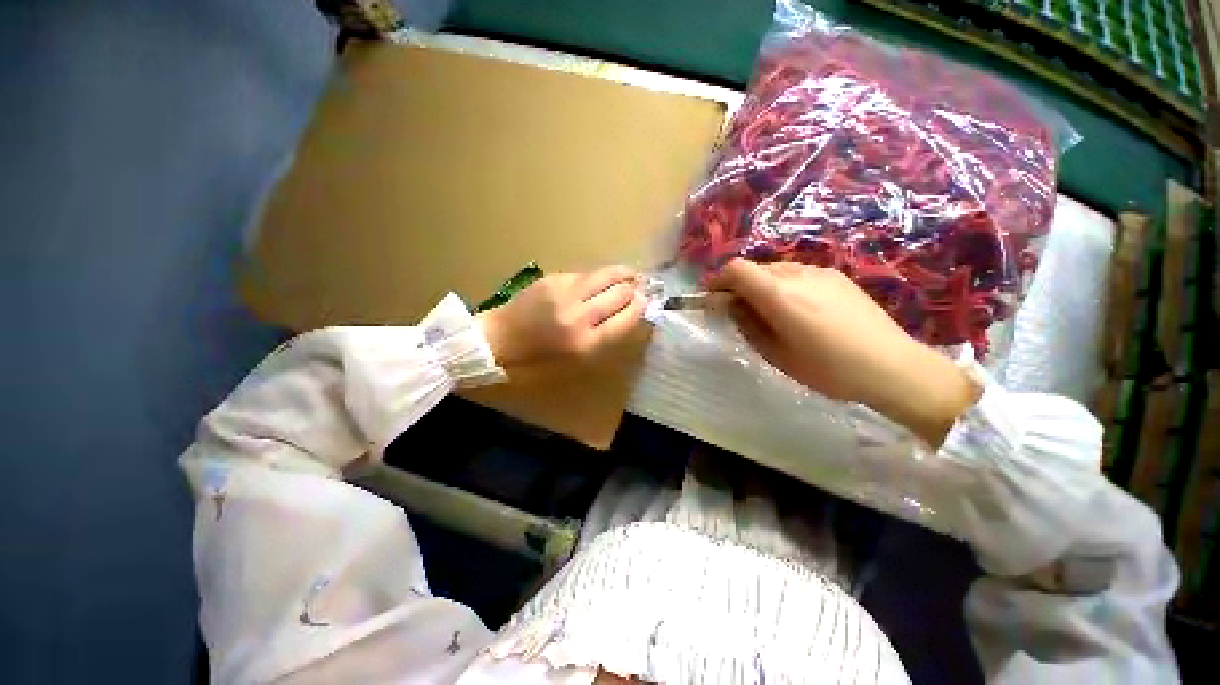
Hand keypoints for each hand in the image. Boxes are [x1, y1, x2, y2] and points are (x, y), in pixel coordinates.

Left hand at [478, 266, 646, 366]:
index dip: (640, 307)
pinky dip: (599, 276)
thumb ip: (605, 336)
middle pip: (620, 293)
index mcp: (586, 343)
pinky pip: (586, 274)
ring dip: (623, 274)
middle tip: (639, 288)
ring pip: (606, 275)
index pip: (627, 318)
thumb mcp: (577, 359)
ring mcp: (565, 293)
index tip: (645, 302)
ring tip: (630, 275)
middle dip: (635, 290)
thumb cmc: (540, 357)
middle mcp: (579, 316)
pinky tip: (601, 278)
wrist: (500, 339)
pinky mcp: (554, 279)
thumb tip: (629, 312)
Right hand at [708, 259, 978, 445]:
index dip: (719, 280)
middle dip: (740, 286)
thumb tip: (732, 306)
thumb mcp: (776, 354)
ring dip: (762, 286)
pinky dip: (784, 286)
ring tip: (771, 314)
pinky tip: (799, 310)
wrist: (892, 366)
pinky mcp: (837, 276)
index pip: (737, 269)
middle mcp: (798, 274)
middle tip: (740, 312)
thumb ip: (748, 325)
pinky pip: (798, 274)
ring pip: (776, 270)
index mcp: (779, 295)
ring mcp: (820, 272)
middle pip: (755, 268)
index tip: (714, 298)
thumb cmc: (828, 369)